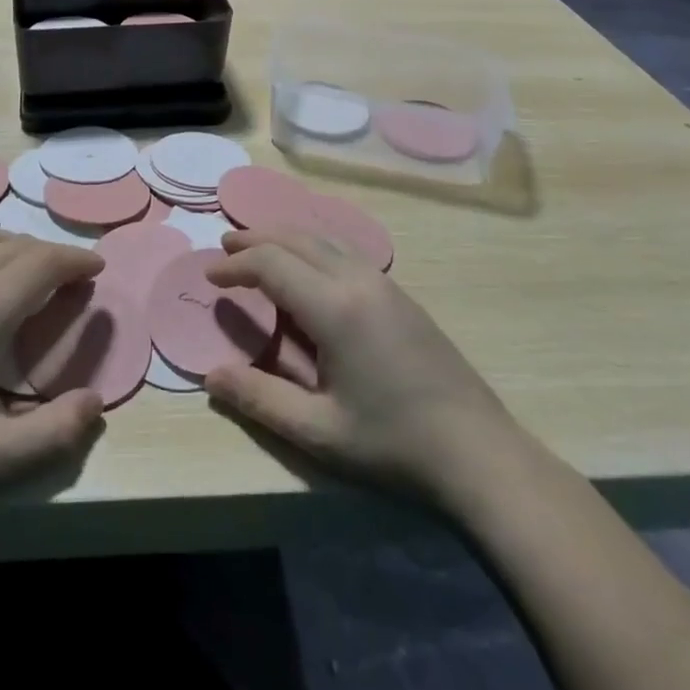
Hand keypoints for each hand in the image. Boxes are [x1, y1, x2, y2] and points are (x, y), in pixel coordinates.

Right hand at [203, 229, 516, 500]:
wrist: (479, 452)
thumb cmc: (393, 444)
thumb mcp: (318, 432)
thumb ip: (260, 399)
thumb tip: (211, 376)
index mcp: (334, 307)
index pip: (271, 264)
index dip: (235, 265)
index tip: (210, 277)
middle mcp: (357, 280)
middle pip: (296, 239)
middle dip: (255, 238)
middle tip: (224, 247)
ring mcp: (383, 283)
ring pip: (323, 239)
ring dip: (284, 237)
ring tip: (257, 247)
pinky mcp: (400, 294)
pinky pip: (344, 250)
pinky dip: (311, 246)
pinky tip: (307, 267)